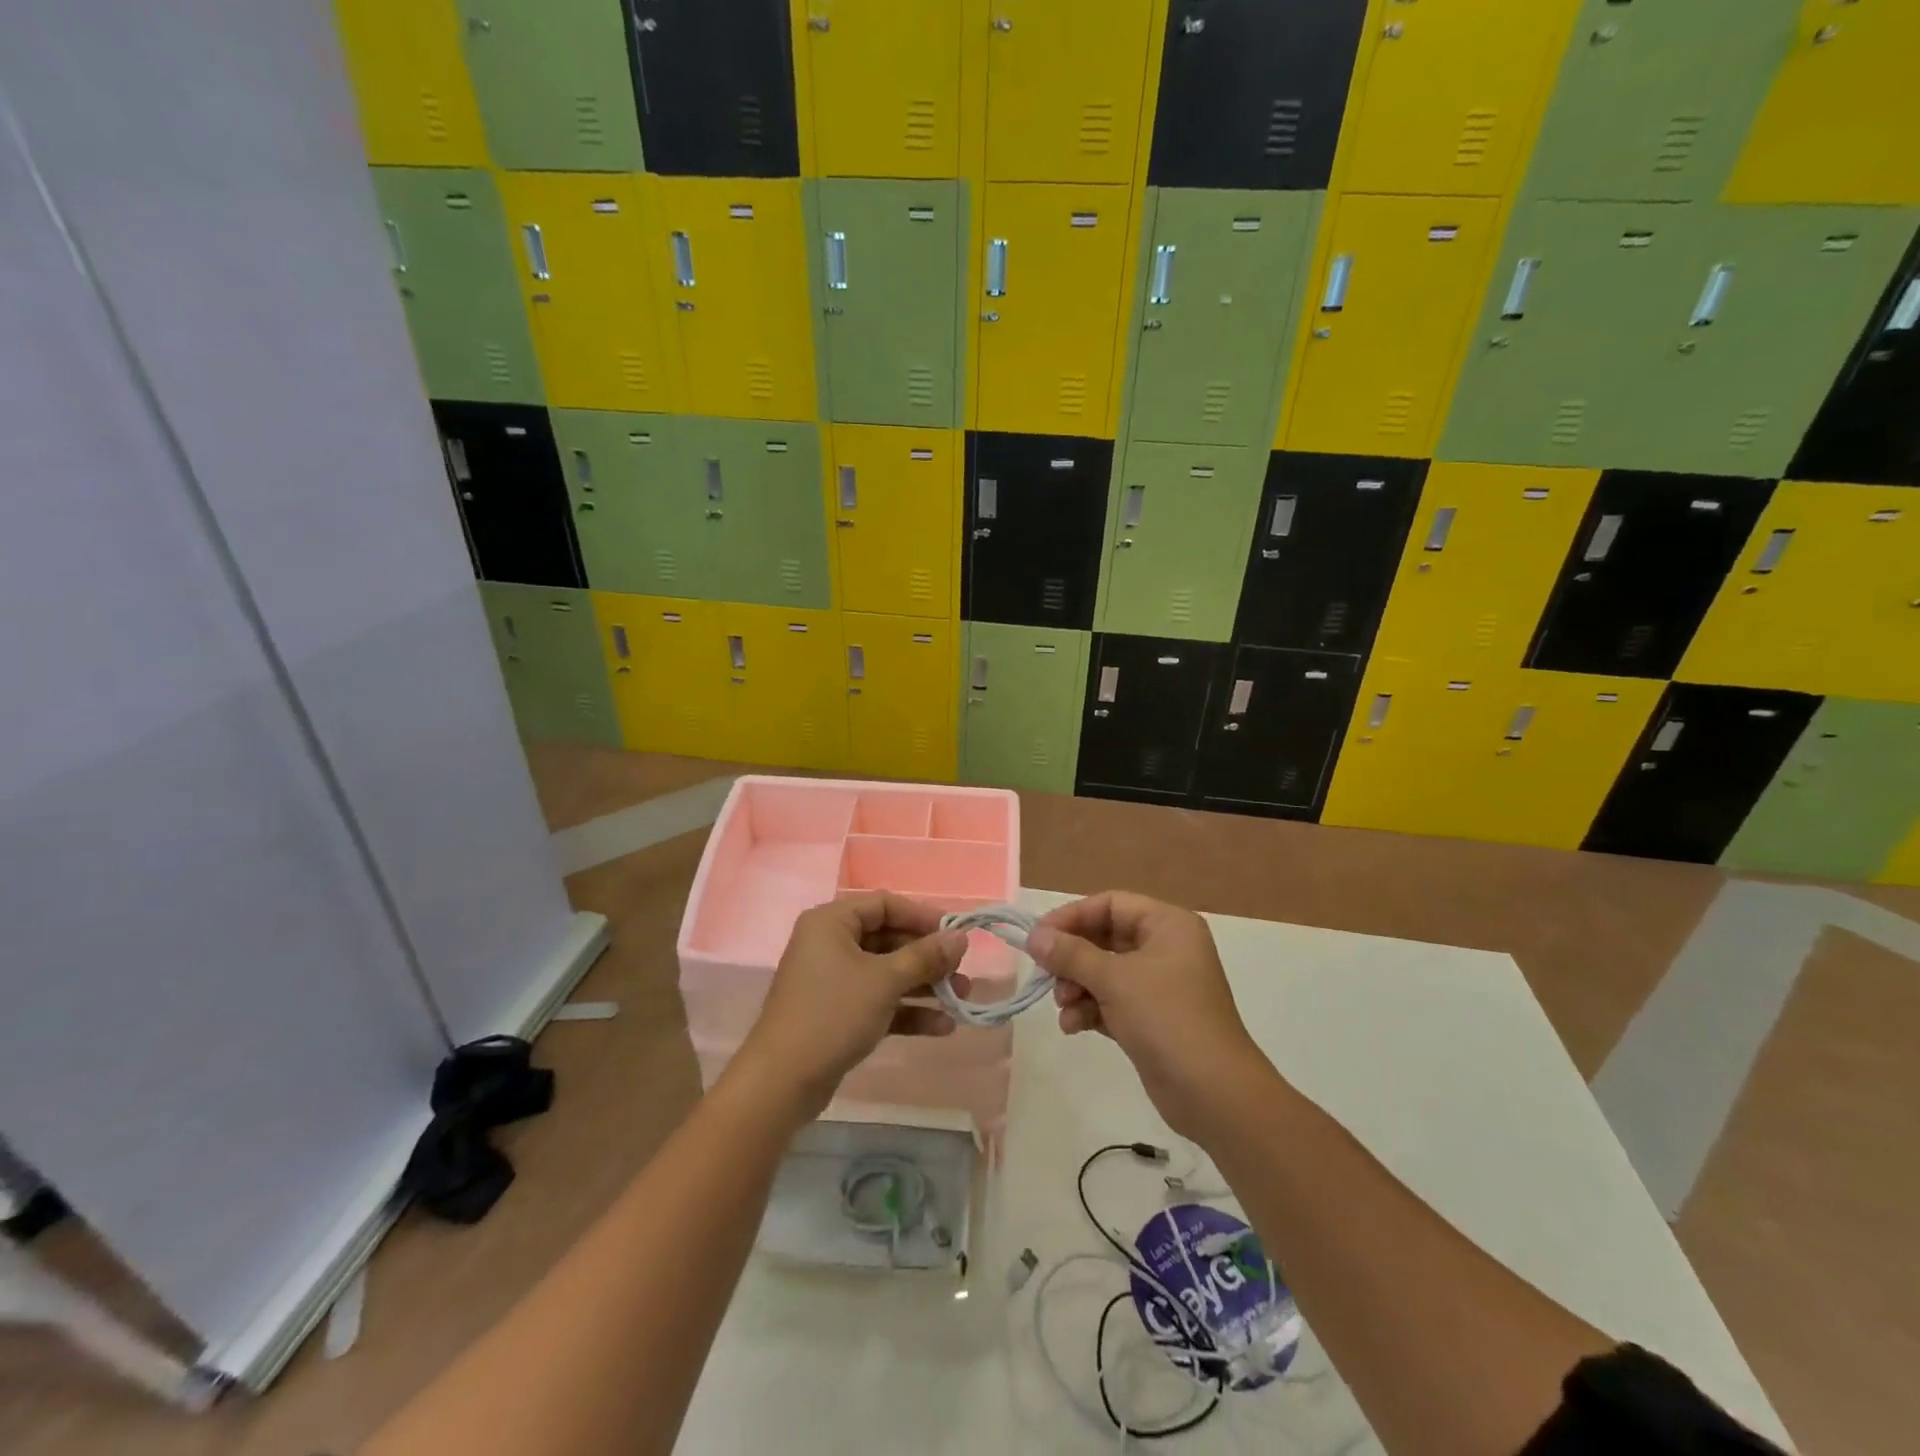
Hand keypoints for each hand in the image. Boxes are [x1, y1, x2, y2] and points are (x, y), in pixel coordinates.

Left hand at [731, 893, 968, 1123]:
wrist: (782, 1082)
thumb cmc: (833, 1013)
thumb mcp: (884, 981)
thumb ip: (925, 956)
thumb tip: (960, 937)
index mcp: (832, 922)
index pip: (884, 905)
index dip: (922, 916)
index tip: (956, 934)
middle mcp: (830, 944)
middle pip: (888, 940)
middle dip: (928, 957)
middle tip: (962, 971)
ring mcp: (833, 981)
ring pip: (887, 973)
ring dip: (924, 986)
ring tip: (961, 1000)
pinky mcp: (838, 1014)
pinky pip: (879, 1002)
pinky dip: (906, 1011)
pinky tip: (941, 1027)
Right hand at [1027, 892, 1270, 1139]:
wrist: (1213, 1093)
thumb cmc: (1166, 1018)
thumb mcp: (1114, 980)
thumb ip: (1070, 954)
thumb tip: (1034, 937)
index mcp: (1167, 925)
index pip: (1111, 904)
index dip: (1072, 916)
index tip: (1039, 937)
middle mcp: (1165, 948)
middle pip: (1105, 938)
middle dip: (1073, 957)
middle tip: (1045, 973)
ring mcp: (1159, 986)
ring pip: (1104, 972)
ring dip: (1077, 986)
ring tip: (1063, 1006)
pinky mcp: (1151, 1019)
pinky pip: (1111, 1001)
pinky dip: (1090, 1009)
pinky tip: (1073, 1026)